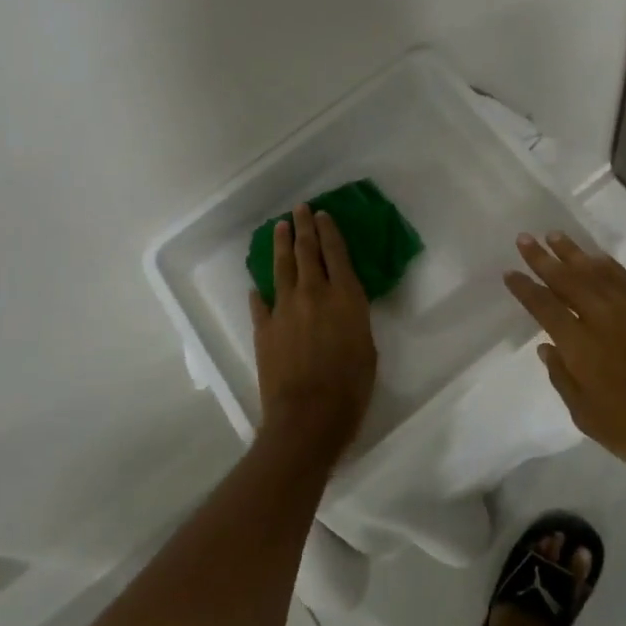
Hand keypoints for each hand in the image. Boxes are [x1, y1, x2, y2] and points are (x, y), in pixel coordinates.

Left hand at [250, 205, 377, 460]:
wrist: (308, 417)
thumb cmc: (351, 386)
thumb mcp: (367, 346)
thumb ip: (354, 318)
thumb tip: (344, 306)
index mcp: (345, 296)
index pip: (335, 252)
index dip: (329, 231)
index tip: (323, 214)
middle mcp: (314, 293)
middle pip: (306, 251)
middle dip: (304, 227)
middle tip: (300, 209)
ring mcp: (285, 308)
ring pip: (281, 267)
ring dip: (280, 244)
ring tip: (279, 227)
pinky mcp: (264, 328)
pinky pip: (261, 302)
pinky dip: (260, 291)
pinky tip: (258, 285)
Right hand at [504, 233, 625, 490]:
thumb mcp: (589, 419)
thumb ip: (563, 379)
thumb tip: (547, 347)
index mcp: (582, 347)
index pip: (545, 308)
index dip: (525, 288)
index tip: (510, 272)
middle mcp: (604, 319)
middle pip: (568, 280)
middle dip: (543, 259)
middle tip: (525, 238)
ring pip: (597, 272)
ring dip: (574, 253)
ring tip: (555, 236)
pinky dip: (608, 265)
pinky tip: (597, 257)